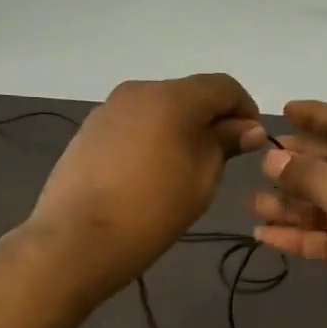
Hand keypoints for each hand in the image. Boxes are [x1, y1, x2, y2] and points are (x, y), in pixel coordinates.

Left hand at [25, 74, 265, 298]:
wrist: (76, 240)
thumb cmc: (151, 212)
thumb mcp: (201, 181)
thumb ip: (225, 145)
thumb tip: (247, 128)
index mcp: (172, 98)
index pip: (223, 86)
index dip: (244, 109)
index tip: (251, 141)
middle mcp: (138, 90)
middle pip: (189, 94)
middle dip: (211, 119)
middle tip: (221, 159)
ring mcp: (109, 108)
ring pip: (159, 108)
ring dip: (179, 128)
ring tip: (183, 169)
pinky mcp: (89, 129)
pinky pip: (133, 123)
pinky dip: (151, 136)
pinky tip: (149, 173)